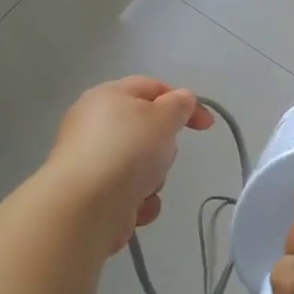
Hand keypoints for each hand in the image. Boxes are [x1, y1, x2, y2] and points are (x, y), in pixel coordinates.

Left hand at [45, 77, 212, 252]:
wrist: (86, 205)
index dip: (184, 102)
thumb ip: (179, 104)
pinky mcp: (93, 192)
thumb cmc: (128, 150)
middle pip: (146, 129)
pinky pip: (129, 190)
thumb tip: (182, 99)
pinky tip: (136, 206)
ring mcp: (93, 160)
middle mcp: (95, 124)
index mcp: (108, 96)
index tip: (207, 126)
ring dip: (153, 177)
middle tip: (165, 155)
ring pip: (141, 163)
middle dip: (164, 146)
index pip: (152, 87)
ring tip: (147, 186)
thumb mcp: (163, 117)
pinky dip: (138, 199)